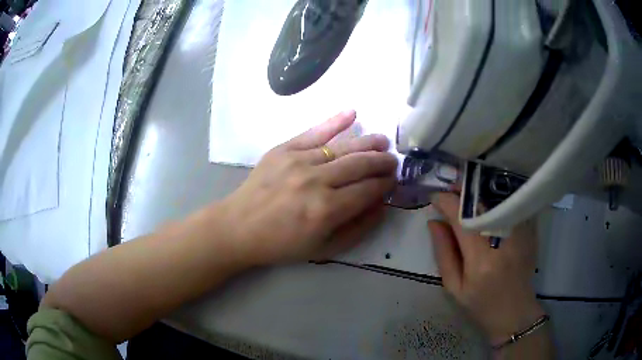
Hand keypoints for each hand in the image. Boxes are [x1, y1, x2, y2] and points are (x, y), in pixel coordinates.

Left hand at [220, 110, 397, 264]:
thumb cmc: (281, 244)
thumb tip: (382, 205)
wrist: (239, 227)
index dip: (386, 184)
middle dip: (382, 162)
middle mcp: (316, 181)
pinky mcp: (283, 149)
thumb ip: (358, 229)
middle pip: (360, 165)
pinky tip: (352, 113)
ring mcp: (298, 161)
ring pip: (343, 147)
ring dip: (368, 143)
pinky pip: (314, 131)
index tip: (393, 180)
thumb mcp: (323, 249)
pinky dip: (335, 121)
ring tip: (383, 142)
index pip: (368, 190)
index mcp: (326, 210)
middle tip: (393, 161)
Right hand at [427, 193, 544, 343]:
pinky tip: (489, 203)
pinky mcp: (530, 231)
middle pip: (482, 202)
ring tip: (467, 195)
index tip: (435, 198)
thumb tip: (434, 222)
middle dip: (463, 191)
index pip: (462, 219)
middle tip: (450, 190)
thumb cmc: (480, 304)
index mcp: (481, 260)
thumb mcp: (453, 286)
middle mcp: (503, 241)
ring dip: (480, 191)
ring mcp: (521, 233)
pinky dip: (498, 199)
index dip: (446, 202)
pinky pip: (513, 204)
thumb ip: (443, 253)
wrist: (514, 312)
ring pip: (498, 198)